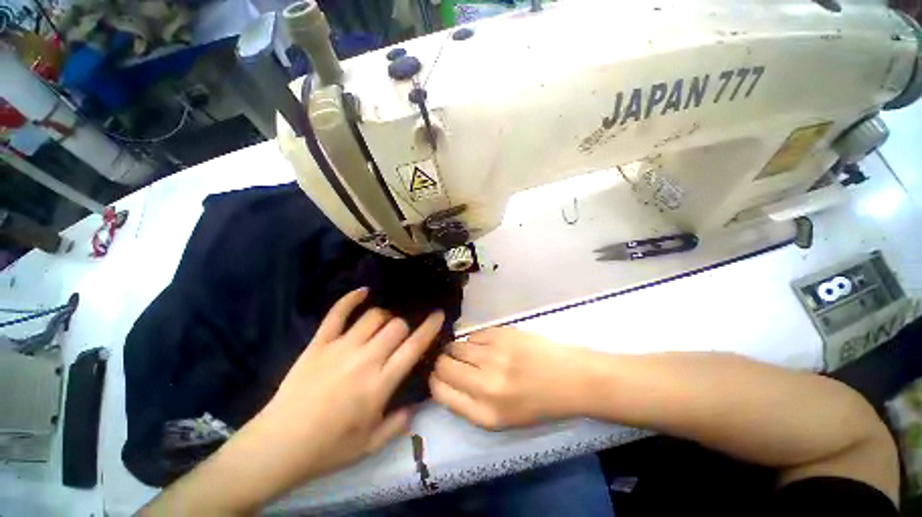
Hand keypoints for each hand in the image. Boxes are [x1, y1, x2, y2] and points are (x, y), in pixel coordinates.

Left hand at [214, 288, 443, 504]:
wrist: (279, 445)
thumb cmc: (329, 447)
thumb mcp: (371, 445)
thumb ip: (399, 423)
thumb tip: (416, 404)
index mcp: (380, 383)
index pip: (414, 346)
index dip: (430, 327)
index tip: (438, 315)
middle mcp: (365, 359)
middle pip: (396, 326)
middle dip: (404, 327)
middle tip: (399, 337)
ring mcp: (340, 348)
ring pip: (373, 316)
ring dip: (384, 317)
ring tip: (382, 326)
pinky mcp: (319, 343)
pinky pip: (338, 313)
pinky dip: (351, 298)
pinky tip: (363, 291)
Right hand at [430, 327, 591, 429]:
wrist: (569, 378)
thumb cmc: (536, 403)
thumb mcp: (501, 419)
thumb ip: (468, 403)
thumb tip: (443, 379)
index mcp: (484, 413)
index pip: (440, 391)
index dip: (435, 380)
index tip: (439, 375)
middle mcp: (485, 385)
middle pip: (443, 366)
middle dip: (443, 362)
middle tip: (453, 361)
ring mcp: (494, 355)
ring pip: (456, 346)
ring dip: (458, 349)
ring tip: (472, 352)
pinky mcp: (501, 334)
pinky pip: (474, 335)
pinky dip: (476, 340)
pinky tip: (488, 345)